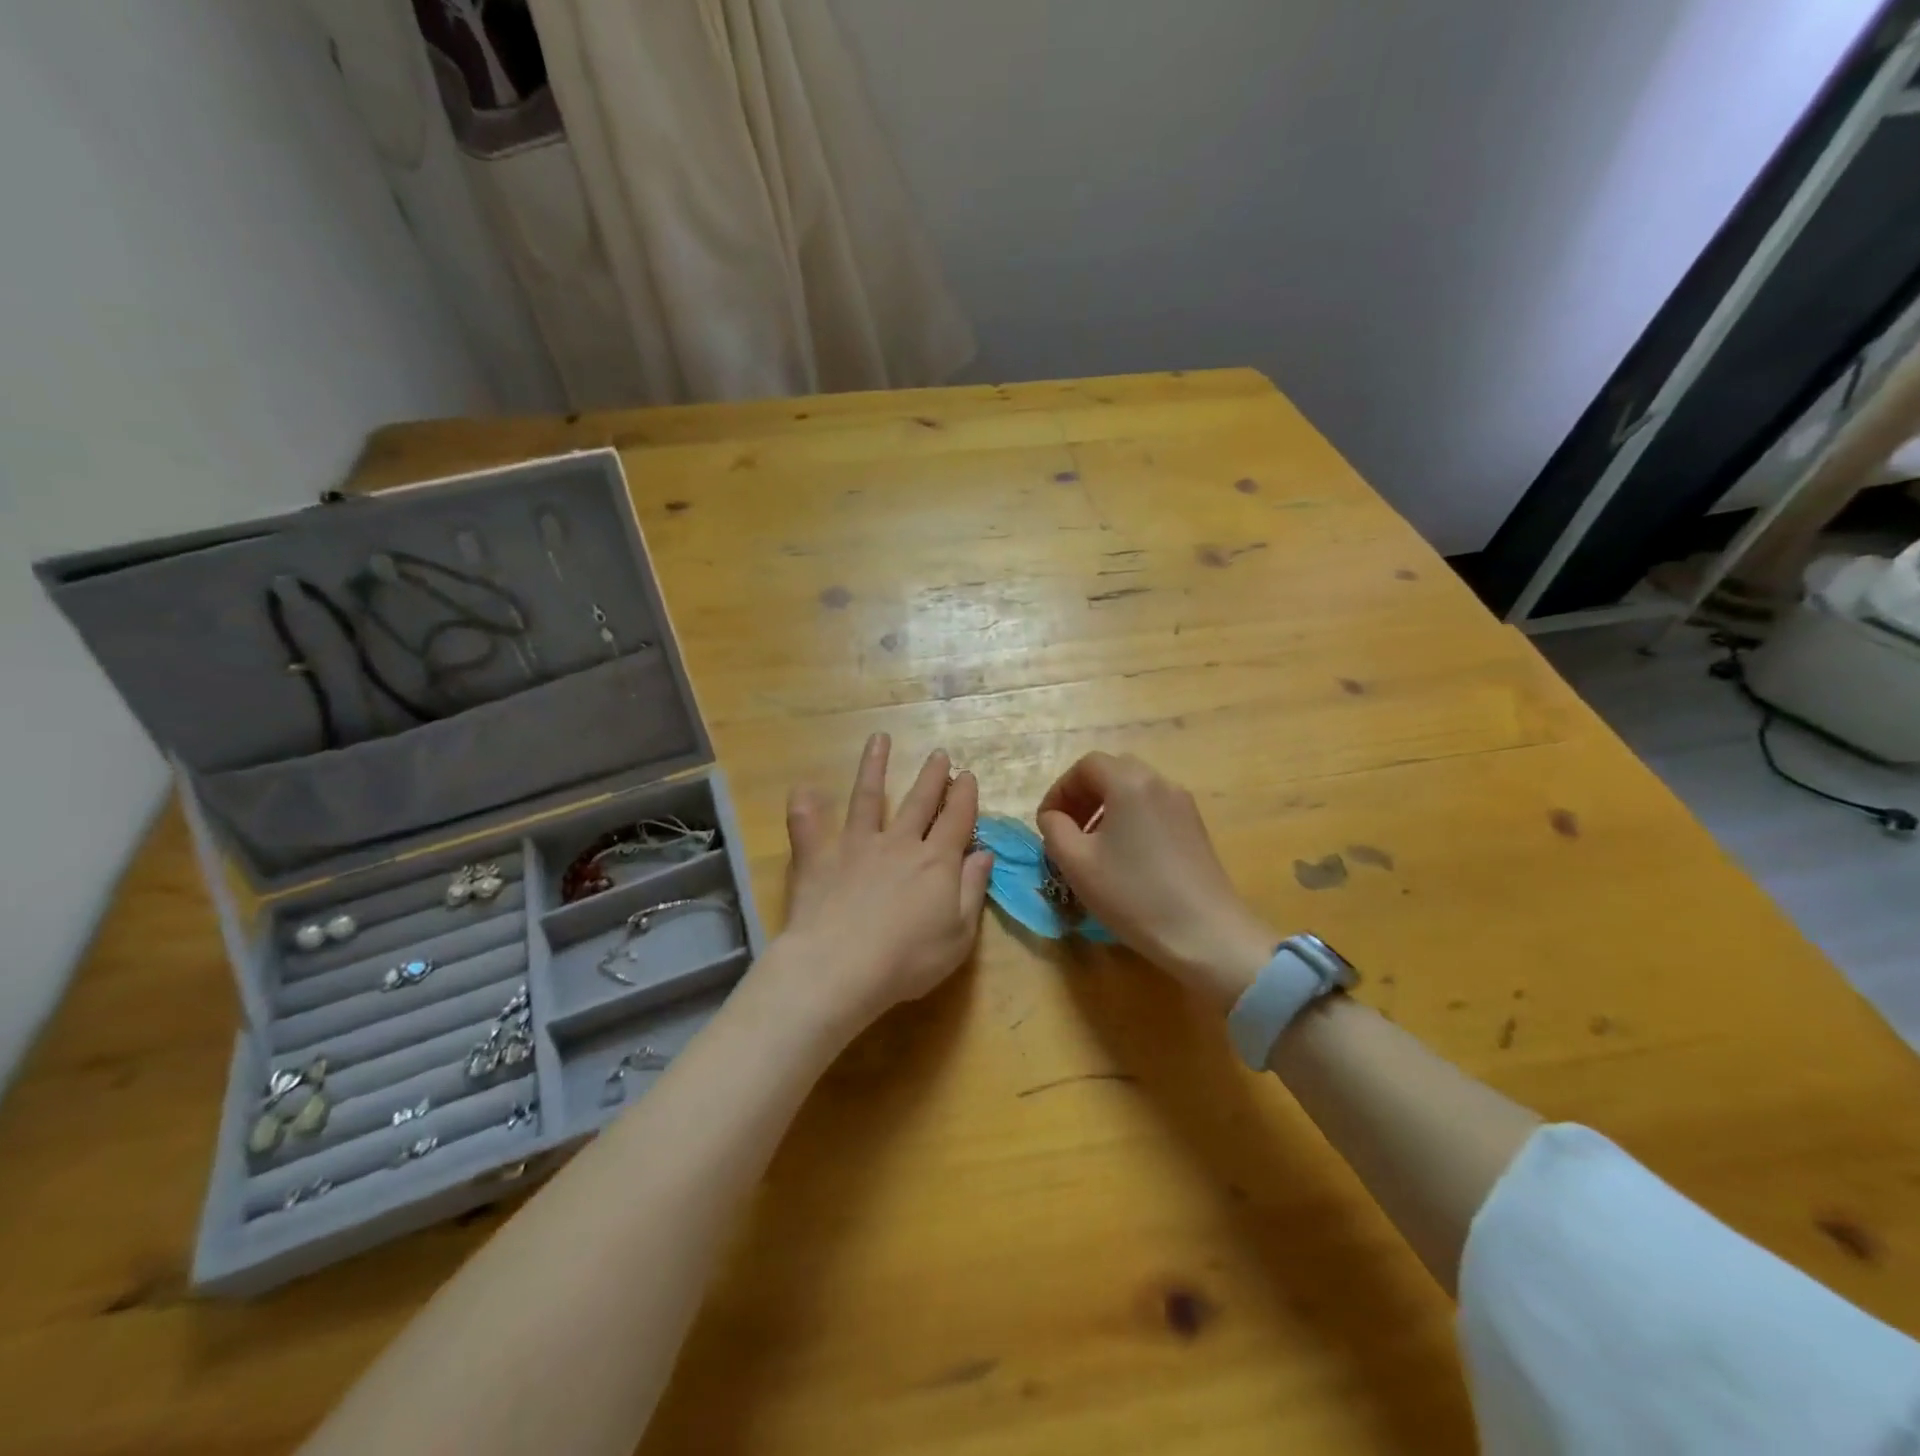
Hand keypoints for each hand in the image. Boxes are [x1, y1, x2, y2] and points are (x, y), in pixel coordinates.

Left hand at [760, 734, 992, 1042]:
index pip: (956, 819)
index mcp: (936, 861)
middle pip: (919, 801)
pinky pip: (807, 826)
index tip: (968, 776)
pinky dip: (804, 807)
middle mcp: (898, 843)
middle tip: (940, 754)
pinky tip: (802, 788)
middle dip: (932, 777)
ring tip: (879, 739)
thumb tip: (984, 853)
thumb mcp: (958, 934)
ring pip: (867, 797)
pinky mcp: (818, 858)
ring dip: (874, 767)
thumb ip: (972, 889)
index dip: (965, 796)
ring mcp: (855, 845)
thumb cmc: (908, 960)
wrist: (841, 969)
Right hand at [1037, 752, 1278, 1012]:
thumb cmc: (1133, 894)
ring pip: (1134, 791)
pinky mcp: (1196, 828)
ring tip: (1092, 847)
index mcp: (1129, 783)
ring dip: (1106, 809)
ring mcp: (1183, 805)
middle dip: (1083, 796)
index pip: (1086, 766)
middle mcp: (1160, 783)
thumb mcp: (1076, 863)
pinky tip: (1124, 858)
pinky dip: (1130, 820)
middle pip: (1112, 772)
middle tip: (1067, 831)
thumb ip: (1054, 829)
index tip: (1047, 823)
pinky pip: (1153, 809)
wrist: (1205, 934)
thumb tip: (1053, 817)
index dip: (1060, 790)